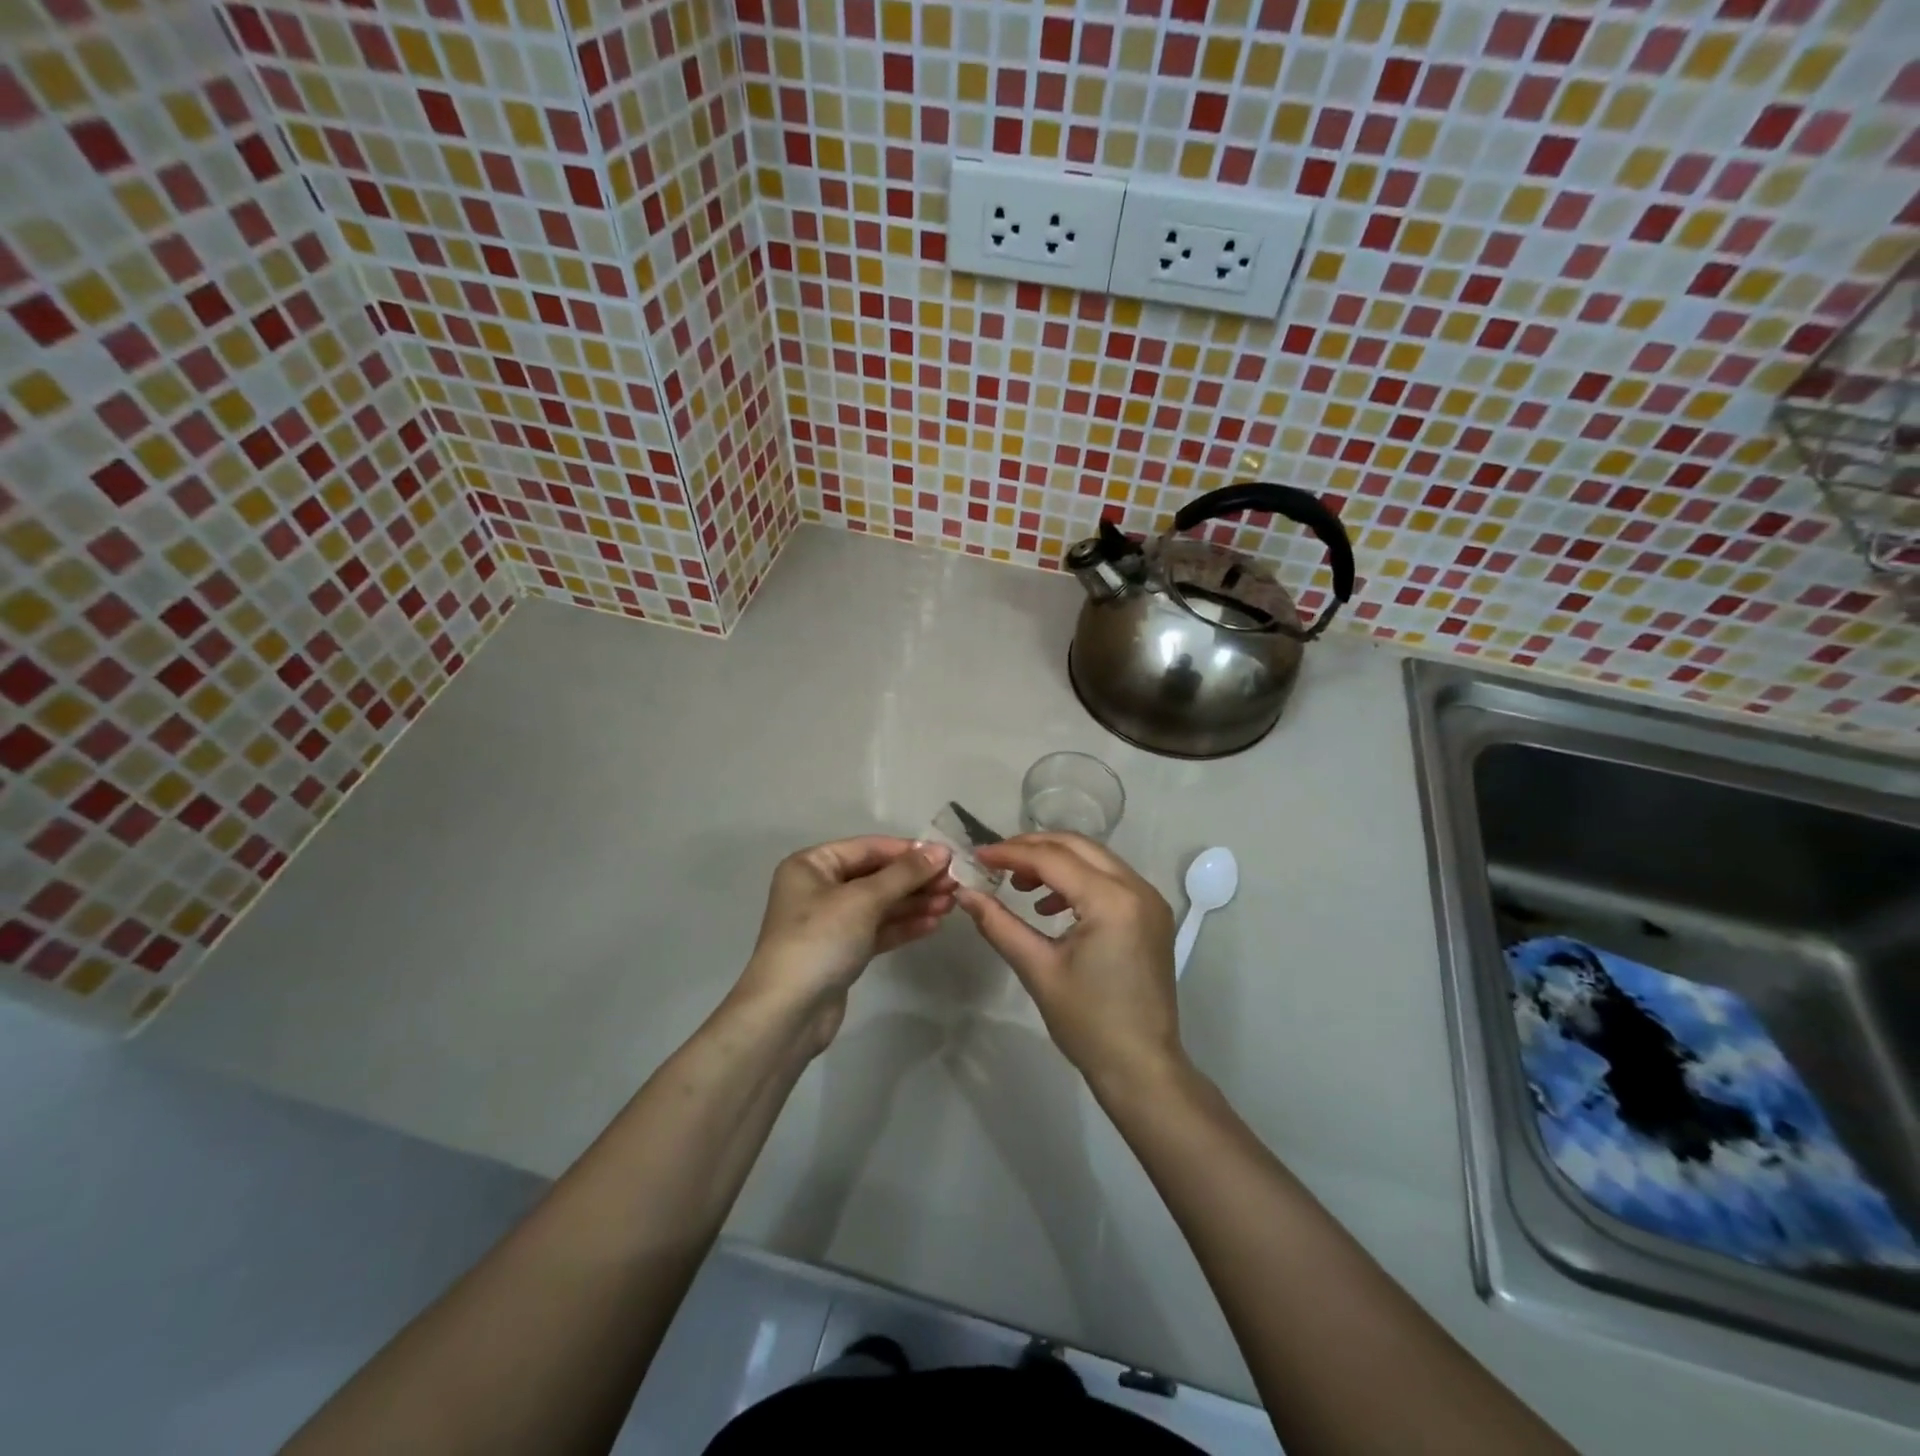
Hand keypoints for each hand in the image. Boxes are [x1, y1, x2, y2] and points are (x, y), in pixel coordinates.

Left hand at [733, 836, 955, 1051]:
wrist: (787, 1013)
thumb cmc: (819, 940)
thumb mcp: (863, 900)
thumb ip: (904, 874)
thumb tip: (941, 850)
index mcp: (812, 865)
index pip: (869, 848)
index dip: (909, 851)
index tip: (948, 856)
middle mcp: (819, 888)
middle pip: (876, 876)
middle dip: (915, 879)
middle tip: (955, 883)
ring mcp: (830, 922)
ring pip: (880, 904)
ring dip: (914, 902)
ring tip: (951, 904)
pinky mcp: (842, 951)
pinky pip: (878, 929)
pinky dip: (904, 925)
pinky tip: (933, 924)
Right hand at [957, 833, 1182, 1089]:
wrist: (1142, 1067)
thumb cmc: (1087, 1022)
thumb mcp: (1037, 970)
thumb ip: (999, 924)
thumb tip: (964, 893)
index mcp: (1111, 900)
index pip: (1052, 858)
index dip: (1010, 853)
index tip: (976, 856)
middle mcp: (1136, 888)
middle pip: (1077, 846)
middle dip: (1033, 847)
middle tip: (996, 861)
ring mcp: (1149, 900)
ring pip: (1095, 858)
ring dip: (1055, 861)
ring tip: (1019, 884)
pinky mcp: (1151, 914)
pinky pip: (1110, 879)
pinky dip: (1078, 879)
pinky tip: (1050, 905)